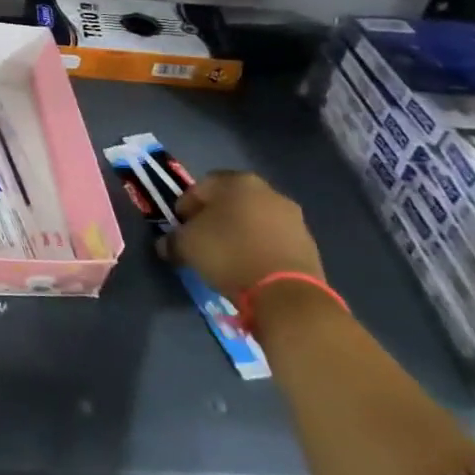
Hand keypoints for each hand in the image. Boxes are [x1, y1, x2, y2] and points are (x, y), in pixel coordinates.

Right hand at [164, 170, 324, 302]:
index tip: (179, 228)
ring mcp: (292, 216)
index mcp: (237, 182)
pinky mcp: (308, 243)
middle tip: (201, 240)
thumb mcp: (186, 246)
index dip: (185, 207)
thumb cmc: (228, 254)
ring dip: (238, 232)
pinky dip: (258, 247)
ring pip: (253, 219)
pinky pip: (272, 239)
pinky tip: (248, 266)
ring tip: (226, 256)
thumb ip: (172, 240)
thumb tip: (167, 244)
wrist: (285, 292)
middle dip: (213, 217)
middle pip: (230, 201)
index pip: (200, 187)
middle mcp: (268, 191)